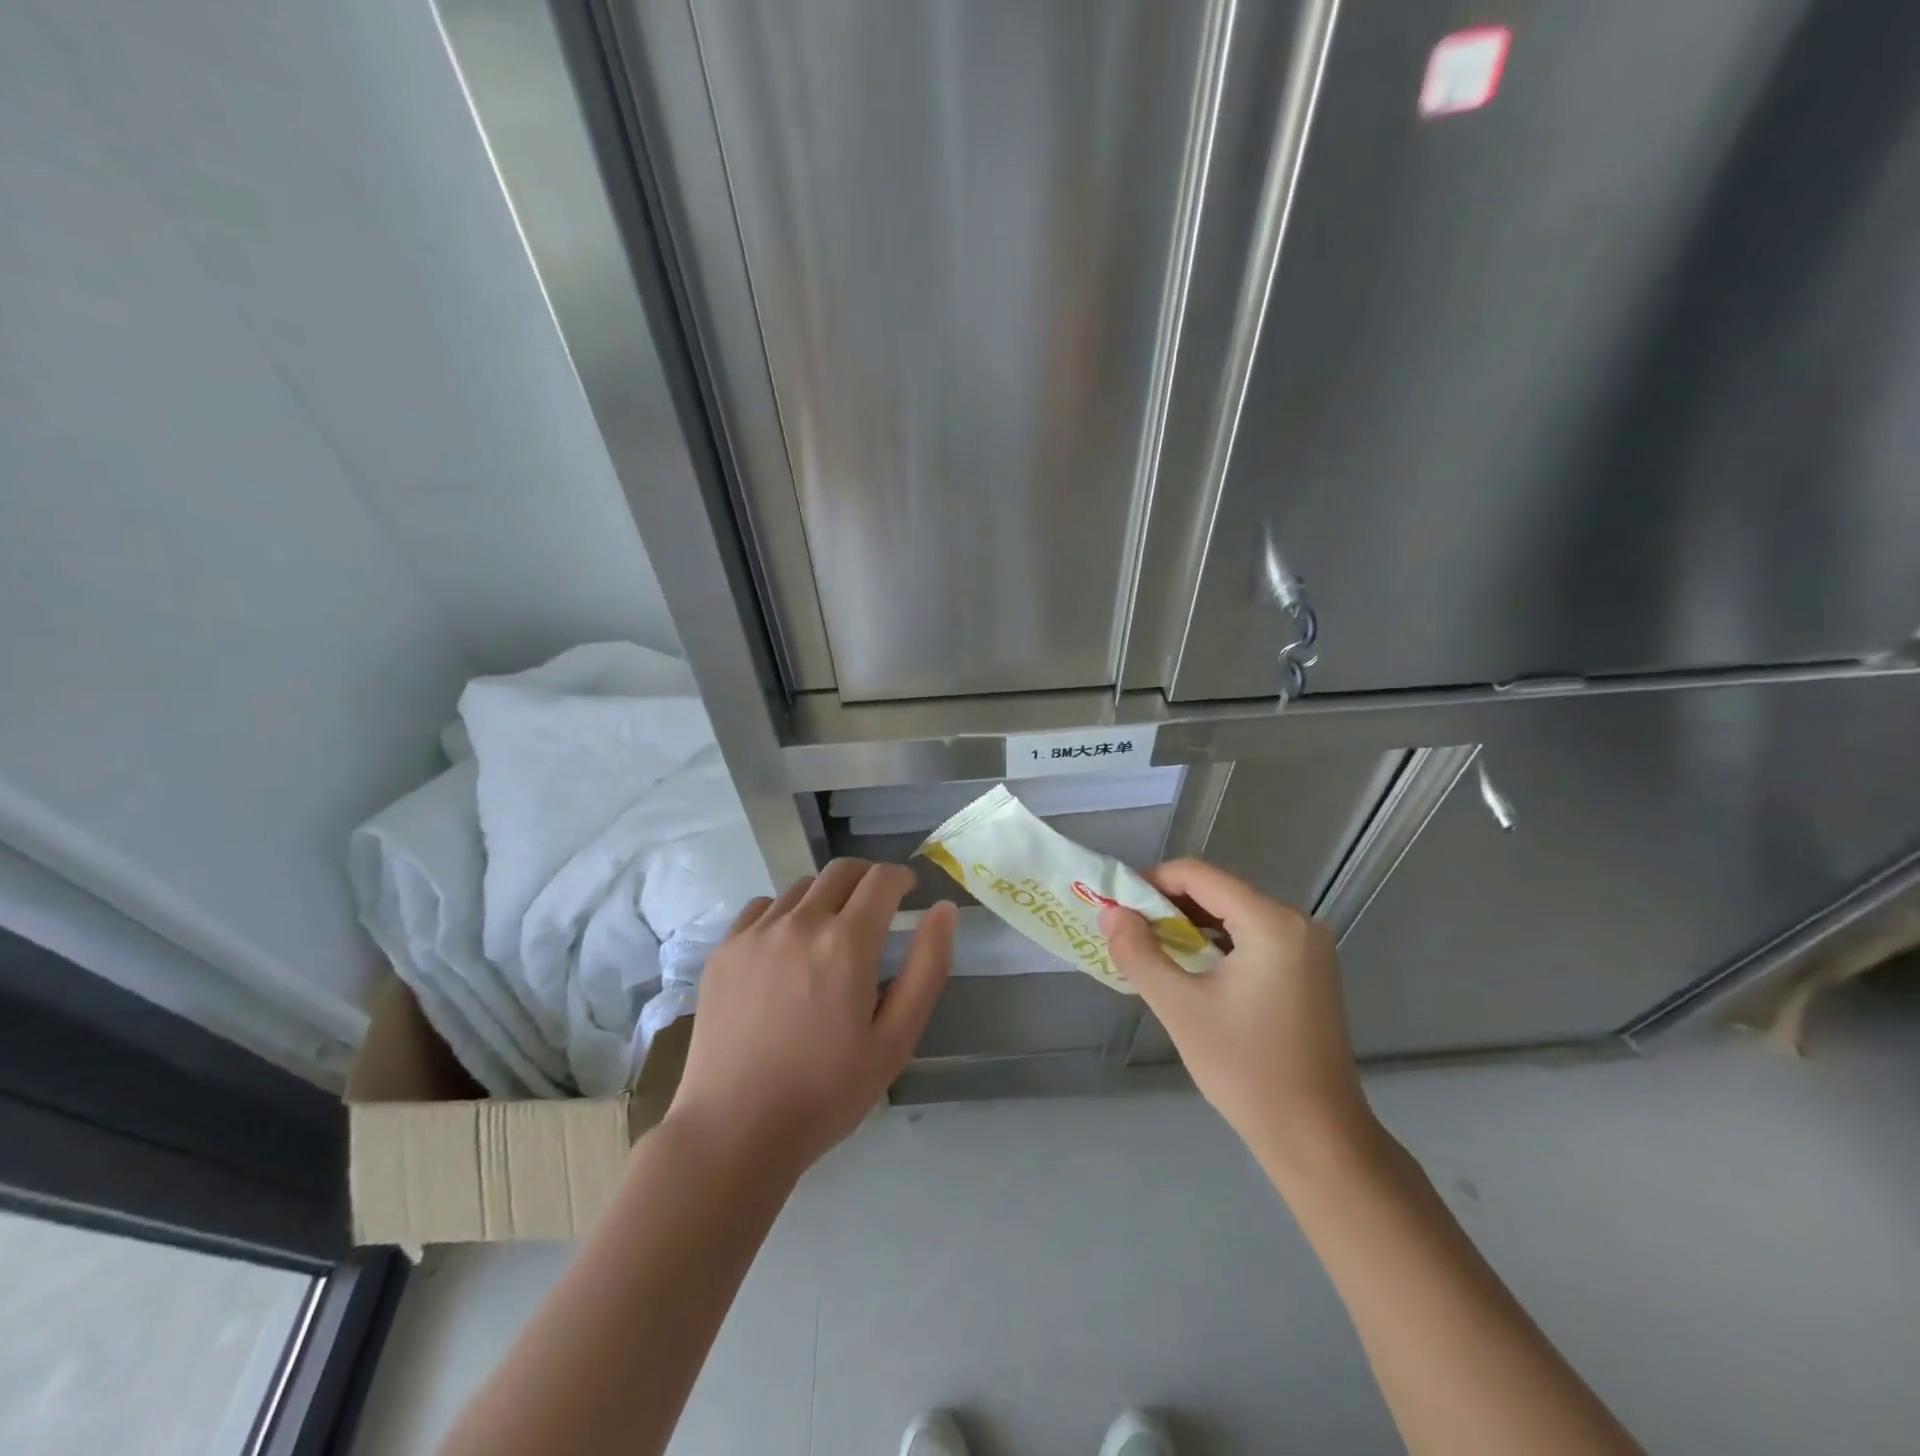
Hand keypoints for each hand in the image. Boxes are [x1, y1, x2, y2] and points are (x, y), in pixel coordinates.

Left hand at [667, 860, 954, 1177]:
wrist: (735, 1130)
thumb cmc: (827, 1092)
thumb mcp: (896, 1039)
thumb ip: (928, 967)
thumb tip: (943, 910)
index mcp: (846, 942)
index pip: (882, 879)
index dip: (902, 879)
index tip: (908, 894)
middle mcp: (800, 922)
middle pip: (841, 871)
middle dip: (868, 878)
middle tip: (877, 907)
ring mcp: (755, 933)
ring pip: (802, 887)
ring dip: (827, 896)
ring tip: (831, 934)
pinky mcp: (724, 950)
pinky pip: (762, 907)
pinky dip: (785, 912)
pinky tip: (787, 948)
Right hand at [1099, 858, 1374, 1173]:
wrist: (1316, 1138)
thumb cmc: (1246, 1069)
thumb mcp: (1179, 1007)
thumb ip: (1139, 953)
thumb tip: (1110, 914)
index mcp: (1271, 922)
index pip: (1199, 875)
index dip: (1151, 882)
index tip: (1116, 906)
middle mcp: (1296, 923)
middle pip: (1217, 891)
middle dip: (1167, 905)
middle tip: (1128, 931)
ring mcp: (1307, 947)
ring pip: (1233, 914)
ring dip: (1189, 925)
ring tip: (1151, 949)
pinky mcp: (1308, 971)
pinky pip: (1251, 937)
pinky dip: (1216, 943)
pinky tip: (1190, 967)